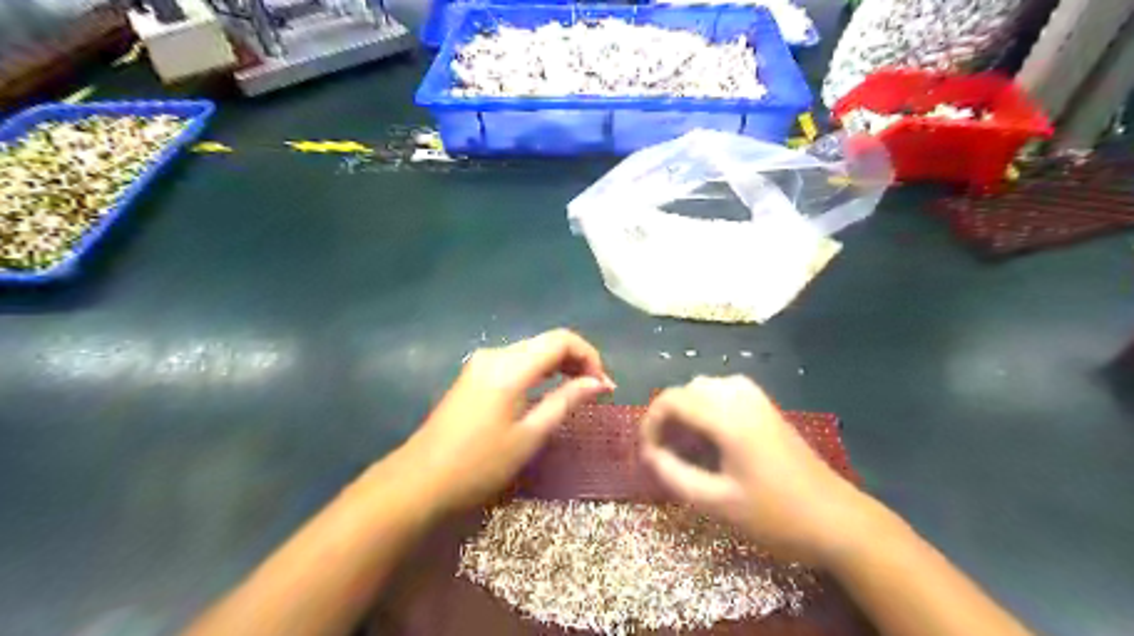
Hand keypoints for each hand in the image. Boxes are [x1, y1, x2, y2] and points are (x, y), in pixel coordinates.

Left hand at [395, 329, 615, 519]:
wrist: (420, 481)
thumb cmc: (480, 463)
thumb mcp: (530, 435)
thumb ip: (566, 401)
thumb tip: (600, 383)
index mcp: (511, 366)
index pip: (561, 340)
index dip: (589, 356)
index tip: (604, 385)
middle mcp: (496, 354)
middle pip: (546, 342)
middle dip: (576, 360)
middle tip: (596, 390)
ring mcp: (482, 363)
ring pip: (532, 351)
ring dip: (559, 366)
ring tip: (578, 392)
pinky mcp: (474, 376)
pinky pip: (516, 362)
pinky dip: (539, 372)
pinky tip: (548, 393)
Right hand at [642, 376, 880, 564]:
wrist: (837, 520)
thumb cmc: (775, 515)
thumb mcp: (717, 502)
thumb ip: (674, 475)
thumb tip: (648, 456)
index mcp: (727, 417)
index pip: (671, 400)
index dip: (650, 423)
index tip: (646, 453)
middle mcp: (740, 396)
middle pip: (686, 390)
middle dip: (667, 417)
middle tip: (663, 453)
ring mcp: (756, 398)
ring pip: (705, 388)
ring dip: (687, 411)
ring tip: (685, 446)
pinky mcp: (766, 407)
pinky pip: (724, 392)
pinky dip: (707, 408)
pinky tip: (711, 437)